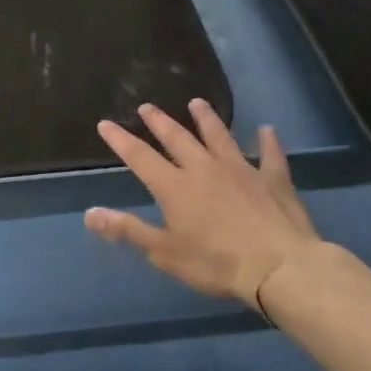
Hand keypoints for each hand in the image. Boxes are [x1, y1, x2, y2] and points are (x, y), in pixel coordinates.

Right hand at [85, 100, 320, 310]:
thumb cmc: (216, 263)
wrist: (280, 267)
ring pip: (219, 136)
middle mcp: (203, 168)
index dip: (120, 139)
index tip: (105, 123)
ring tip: (196, 103)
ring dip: (206, 119)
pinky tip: (267, 130)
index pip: (139, 156)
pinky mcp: (273, 180)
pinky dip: (268, 142)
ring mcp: (241, 170)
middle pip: (177, 138)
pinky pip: (270, 155)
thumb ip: (128, 230)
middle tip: (147, 107)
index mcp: (174, 186)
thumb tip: (90, 214)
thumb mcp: (164, 252)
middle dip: (159, 121)